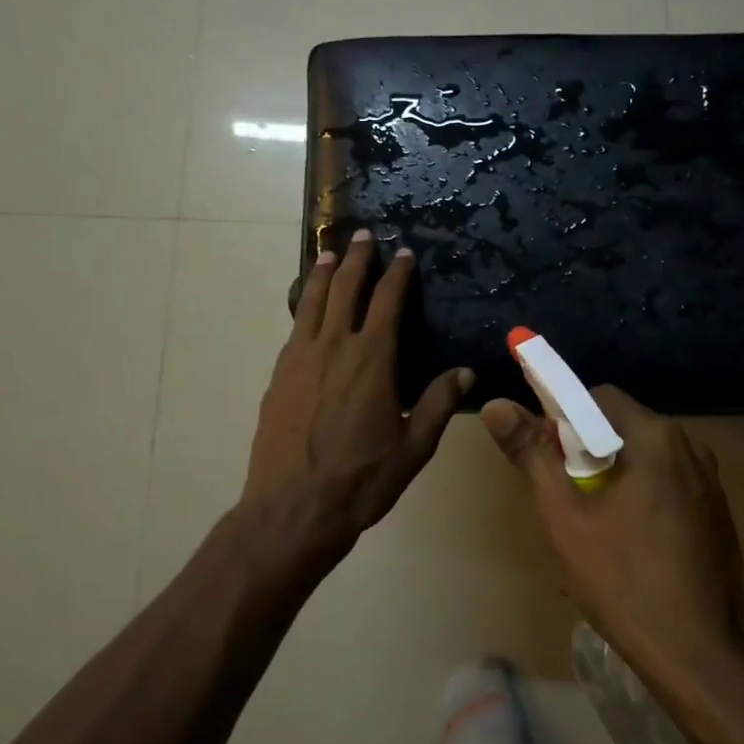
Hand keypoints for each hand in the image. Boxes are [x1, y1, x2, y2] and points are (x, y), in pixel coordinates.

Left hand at [240, 231, 473, 572]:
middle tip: (364, 236)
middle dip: (357, 259)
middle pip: (345, 289)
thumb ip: (437, 404)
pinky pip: (295, 328)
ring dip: (323, 274)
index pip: (387, 302)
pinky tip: (307, 308)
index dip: (396, 274)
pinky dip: (304, 306)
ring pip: (312, 302)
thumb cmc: (361, 479)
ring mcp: (300, 359)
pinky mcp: (278, 376)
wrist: (292, 507)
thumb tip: (465, 373)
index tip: (403, 253)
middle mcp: (334, 347)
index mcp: (372, 360)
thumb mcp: (413, 447)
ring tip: (329, 253)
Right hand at [480, 387, 743, 688]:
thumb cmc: (627, 582)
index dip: (561, 420)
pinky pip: (665, 488)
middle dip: (584, 454)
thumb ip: (532, 454)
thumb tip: (496, 404)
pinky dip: (638, 501)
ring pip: (642, 461)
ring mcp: (709, 483)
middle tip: (563, 501)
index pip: (596, 398)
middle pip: (621, 428)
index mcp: (655, 436)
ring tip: (589, 531)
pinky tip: (625, 549)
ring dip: (610, 480)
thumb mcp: (565, 516)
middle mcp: (690, 447)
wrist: (708, 661)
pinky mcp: (717, 515)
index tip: (544, 460)